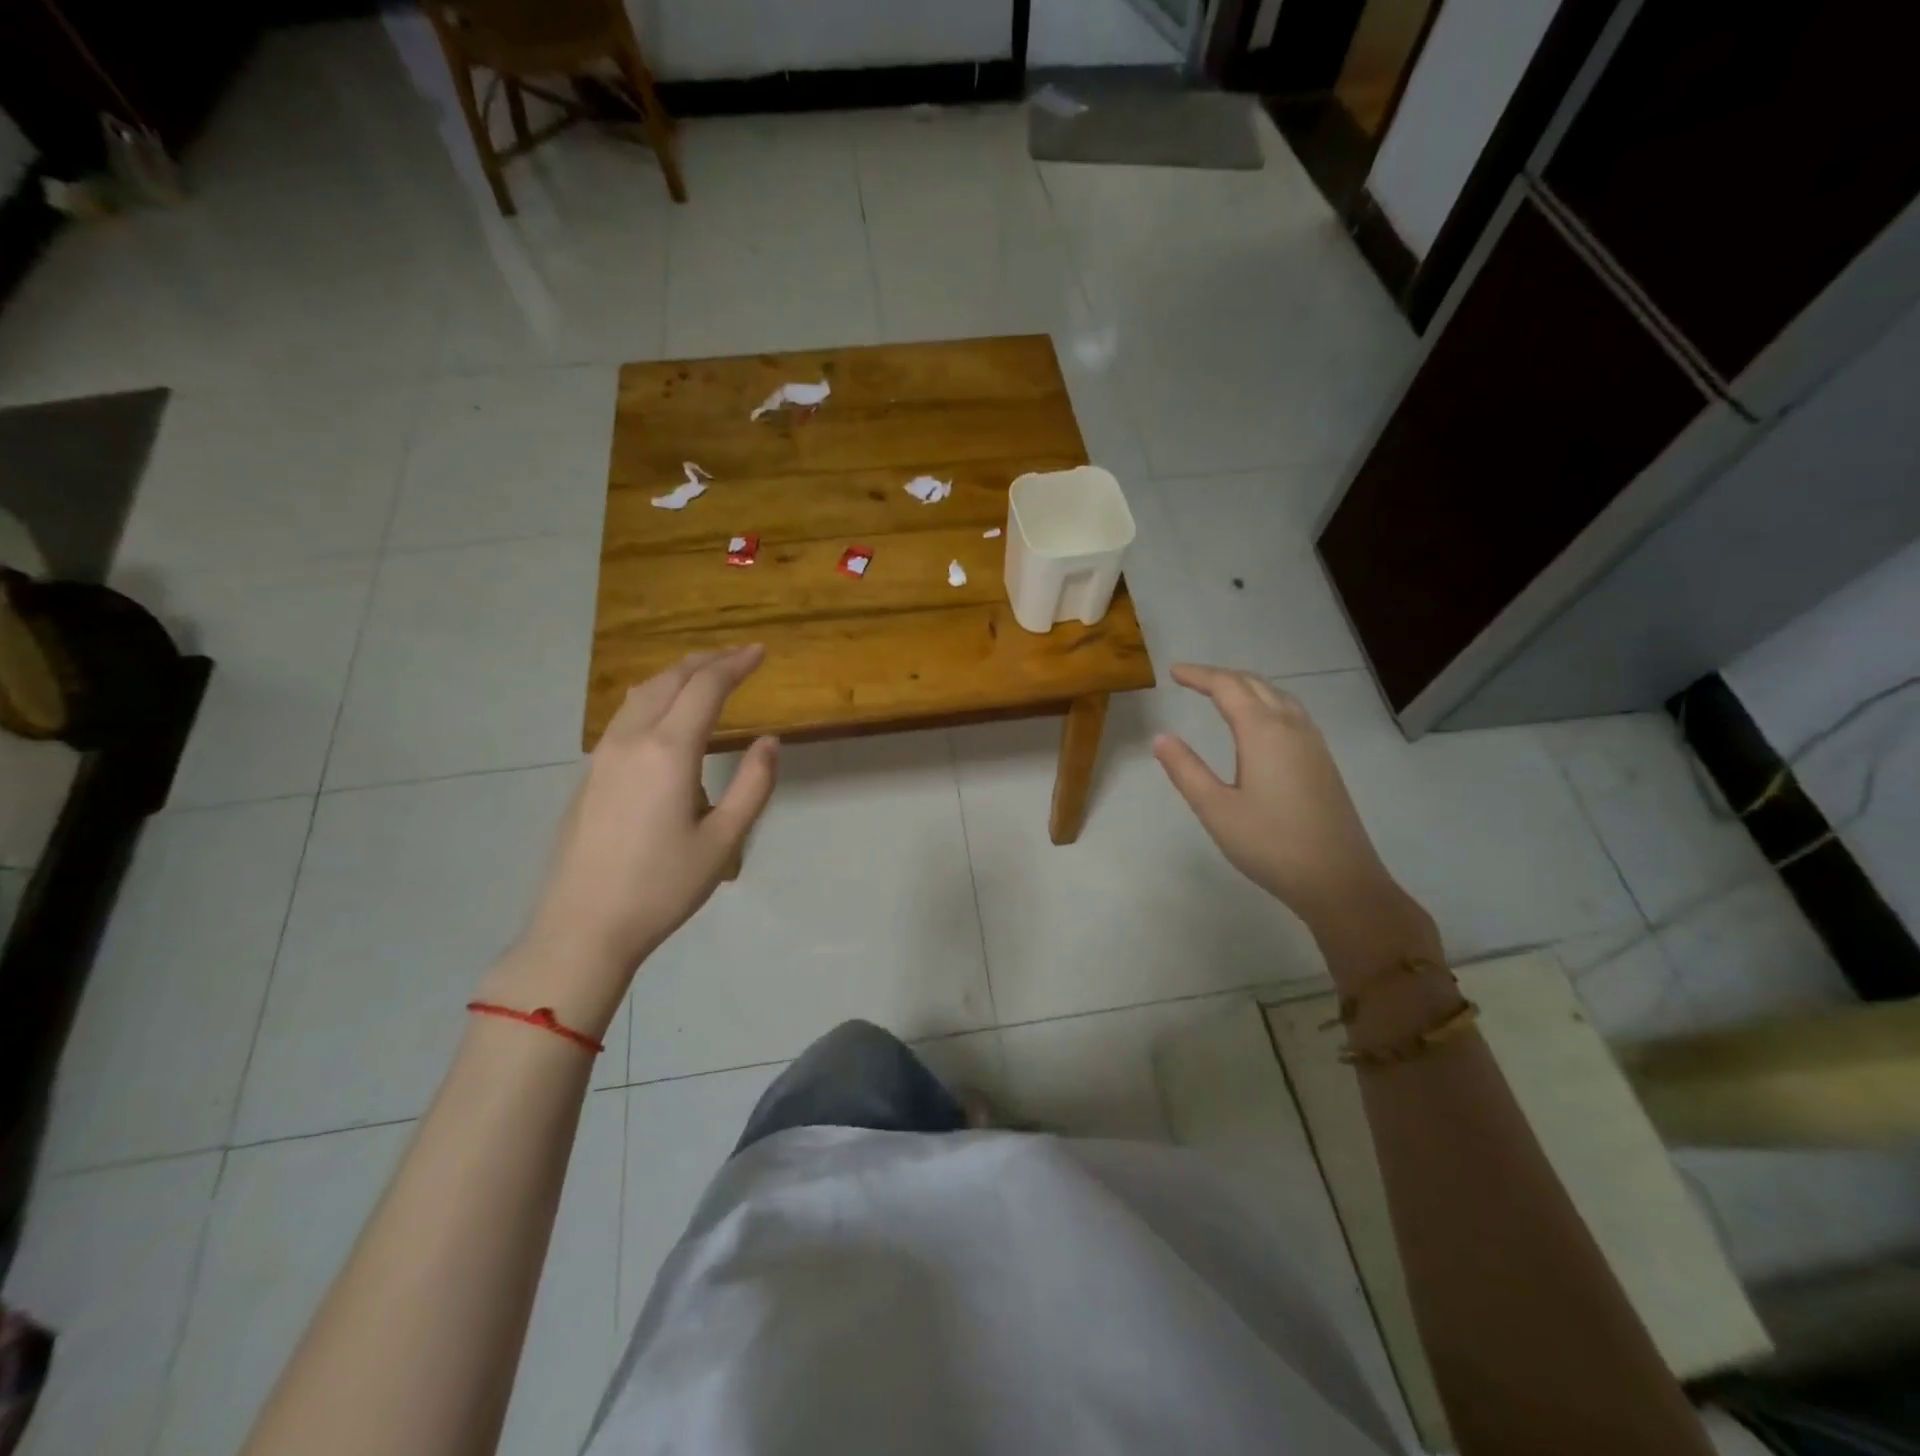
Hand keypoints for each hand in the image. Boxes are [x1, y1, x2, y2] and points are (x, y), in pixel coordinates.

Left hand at [489, 647, 778, 1034]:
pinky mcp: (590, 774)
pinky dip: (654, 697)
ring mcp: (603, 756)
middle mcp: (632, 740)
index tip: (760, 652)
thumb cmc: (662, 886)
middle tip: (738, 655)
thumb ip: (752, 785)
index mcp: (669, 751)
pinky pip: (626, 716)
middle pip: (670, 680)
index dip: (735, 664)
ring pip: (642, 694)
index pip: (706, 688)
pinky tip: (665, 714)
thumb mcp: (724, 841)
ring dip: (676, 675)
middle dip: (707, 661)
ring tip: (704, 674)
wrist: (583, 926)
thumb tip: (769, 741)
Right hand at [1152, 663, 1425, 949]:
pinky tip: (1259, 724)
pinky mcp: (1322, 761)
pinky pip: (1291, 713)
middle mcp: (1291, 727)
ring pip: (1278, 696)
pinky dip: (1266, 703)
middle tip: (1191, 680)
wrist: (1339, 880)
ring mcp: (1313, 743)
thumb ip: (1186, 770)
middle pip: (1255, 685)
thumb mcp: (1216, 809)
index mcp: (1263, 732)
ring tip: (1221, 694)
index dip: (1199, 676)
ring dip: (1247, 687)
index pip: (1227, 687)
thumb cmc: (1270, 844)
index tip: (1173, 672)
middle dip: (1222, 677)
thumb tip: (1161, 737)